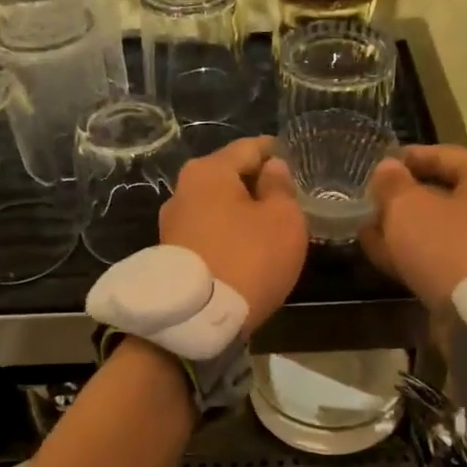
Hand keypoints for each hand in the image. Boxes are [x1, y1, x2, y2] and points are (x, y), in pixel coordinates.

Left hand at [159, 136, 307, 330]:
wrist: (197, 319)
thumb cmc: (249, 259)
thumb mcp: (283, 220)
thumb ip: (280, 187)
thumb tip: (271, 168)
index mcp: (209, 171)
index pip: (250, 147)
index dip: (276, 152)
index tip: (295, 161)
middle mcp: (182, 190)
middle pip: (229, 176)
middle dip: (256, 184)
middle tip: (286, 200)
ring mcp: (172, 223)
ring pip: (216, 206)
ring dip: (240, 212)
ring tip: (268, 229)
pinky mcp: (170, 253)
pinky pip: (207, 232)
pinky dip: (227, 235)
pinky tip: (245, 251)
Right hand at [363, 145, 466, 308]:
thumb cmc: (450, 244)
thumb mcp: (409, 207)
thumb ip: (392, 184)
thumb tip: (387, 168)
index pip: (442, 155)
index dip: (406, 158)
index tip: (376, 165)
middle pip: (441, 193)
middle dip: (402, 199)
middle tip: (369, 202)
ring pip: (437, 229)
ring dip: (403, 230)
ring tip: (367, 231)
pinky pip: (439, 257)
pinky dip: (412, 255)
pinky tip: (382, 256)